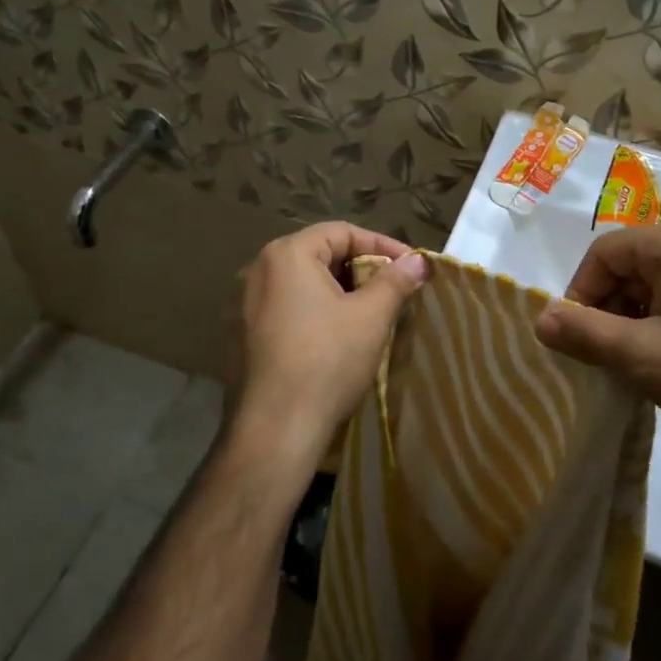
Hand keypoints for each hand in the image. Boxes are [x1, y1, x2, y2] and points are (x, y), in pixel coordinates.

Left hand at [228, 222, 427, 485]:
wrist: (275, 428)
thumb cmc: (326, 361)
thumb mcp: (371, 317)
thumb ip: (395, 280)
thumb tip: (418, 260)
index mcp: (286, 254)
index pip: (342, 232)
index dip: (382, 245)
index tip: (411, 267)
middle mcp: (258, 270)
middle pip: (320, 255)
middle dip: (362, 269)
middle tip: (394, 291)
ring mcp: (245, 304)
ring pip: (304, 285)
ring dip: (340, 293)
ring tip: (371, 314)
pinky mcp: (242, 335)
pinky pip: (287, 310)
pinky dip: (316, 313)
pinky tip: (337, 338)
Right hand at [533, 220, 660, 470]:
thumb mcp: (641, 356)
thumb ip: (583, 333)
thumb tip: (540, 319)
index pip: (605, 252)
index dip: (579, 293)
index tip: (575, 339)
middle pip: (637, 266)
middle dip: (611, 309)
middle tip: (608, 357)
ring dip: (642, 321)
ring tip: (644, 367)